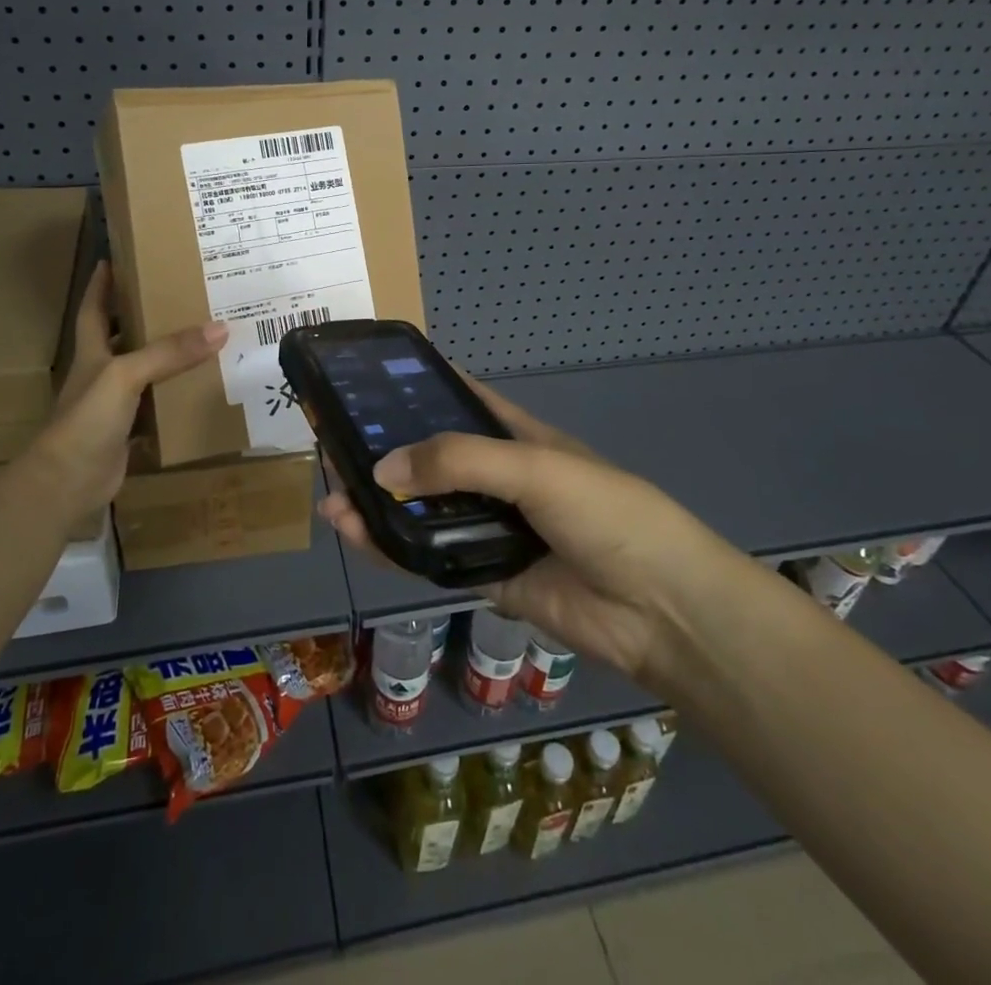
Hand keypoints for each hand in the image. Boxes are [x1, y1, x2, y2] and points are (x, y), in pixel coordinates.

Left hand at [26, 262, 226, 518]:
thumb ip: (169, 352)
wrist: (68, 482)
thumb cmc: (87, 418)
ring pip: (145, 375)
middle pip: (123, 338)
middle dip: (145, 318)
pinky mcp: (129, 433)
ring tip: (204, 339)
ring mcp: (114, 406)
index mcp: (92, 352)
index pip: (94, 308)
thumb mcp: (126, 375)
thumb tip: (219, 328)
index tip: (116, 258)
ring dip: (168, 361)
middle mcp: (102, 374)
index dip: (101, 284)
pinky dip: (177, 402)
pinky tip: (202, 393)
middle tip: (180, 297)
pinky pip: (158, 410)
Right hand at [319, 376, 692, 683]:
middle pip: (430, 459)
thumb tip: (381, 470)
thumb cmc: (604, 512)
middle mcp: (497, 478)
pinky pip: (430, 558)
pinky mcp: (484, 575)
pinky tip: (359, 537)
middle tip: (333, 445)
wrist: (657, 608)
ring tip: (333, 497)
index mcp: (515, 437)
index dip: (417, 389)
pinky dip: (393, 549)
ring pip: (423, 511)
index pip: (458, 400)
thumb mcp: (533, 467)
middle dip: (385, 452)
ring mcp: (490, 528)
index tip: (367, 383)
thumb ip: (458, 461)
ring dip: (379, 504)